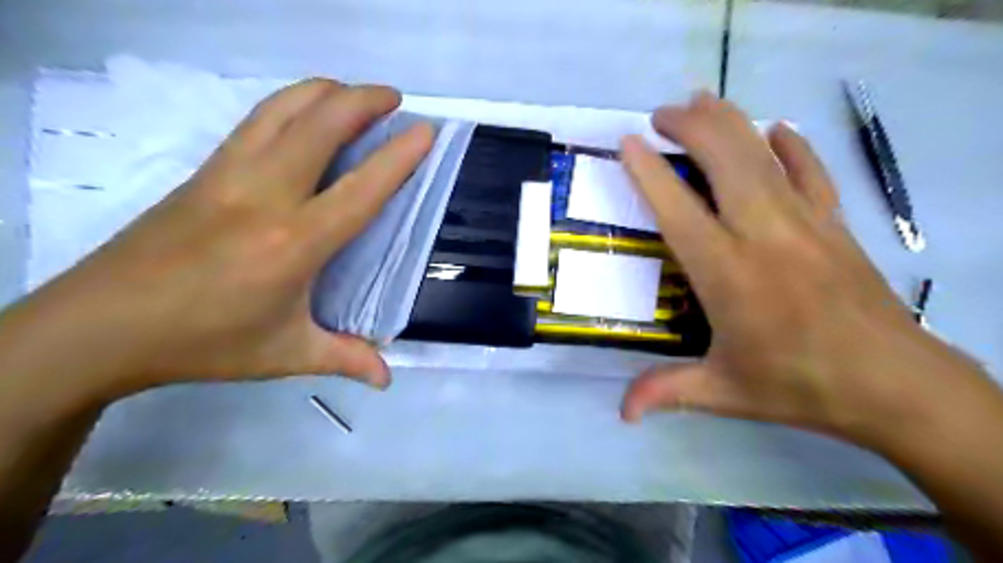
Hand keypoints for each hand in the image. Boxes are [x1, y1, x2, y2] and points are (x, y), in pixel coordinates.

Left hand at [12, 77, 433, 395]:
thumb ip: (344, 359)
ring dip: (325, 92)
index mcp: (295, 242)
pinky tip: (304, 114)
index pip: (361, 187)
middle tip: (395, 99)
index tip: (426, 131)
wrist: (100, 325)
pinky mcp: (204, 170)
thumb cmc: (205, 342)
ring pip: (283, 109)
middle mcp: (265, 195)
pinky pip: (256, 120)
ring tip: (354, 94)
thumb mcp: (285, 355)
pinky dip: (290, 104)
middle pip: (320, 124)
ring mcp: (229, 174)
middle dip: (363, 100)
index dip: (398, 156)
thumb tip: (387, 379)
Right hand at [620, 89, 984, 446]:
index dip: (649, 171)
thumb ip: (667, 391)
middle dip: (690, 125)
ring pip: (762, 153)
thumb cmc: (798, 385)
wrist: (895, 385)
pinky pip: (810, 171)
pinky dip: (790, 145)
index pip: (678, 208)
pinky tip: (776, 129)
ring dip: (729, 121)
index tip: (629, 142)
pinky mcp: (835, 224)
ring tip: (702, 101)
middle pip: (724, 158)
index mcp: (727, 272)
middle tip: (662, 114)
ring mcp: (804, 222)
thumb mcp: (724, 391)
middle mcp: (762, 234)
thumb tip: (621, 413)